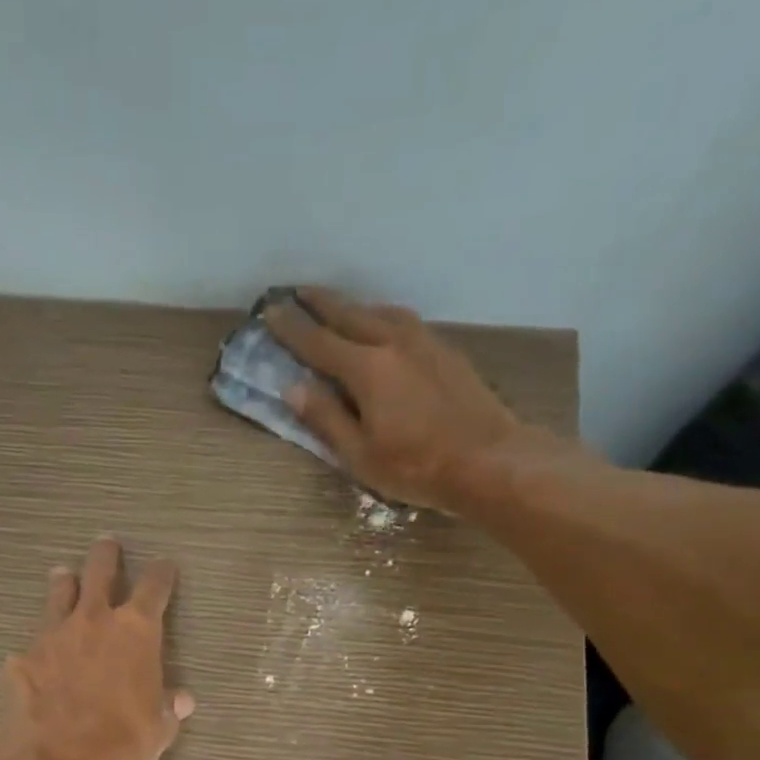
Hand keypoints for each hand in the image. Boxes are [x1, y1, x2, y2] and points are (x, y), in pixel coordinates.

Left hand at [0, 537, 194, 759]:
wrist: (52, 759)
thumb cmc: (118, 742)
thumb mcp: (158, 729)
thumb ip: (169, 707)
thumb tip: (182, 699)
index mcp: (135, 631)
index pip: (154, 587)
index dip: (162, 573)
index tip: (165, 566)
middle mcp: (94, 620)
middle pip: (100, 571)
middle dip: (106, 555)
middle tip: (106, 544)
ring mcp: (53, 634)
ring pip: (60, 592)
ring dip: (65, 582)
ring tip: (64, 575)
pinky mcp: (23, 656)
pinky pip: (34, 639)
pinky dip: (40, 641)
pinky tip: (37, 653)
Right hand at [264, 287, 541, 512]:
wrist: (489, 460)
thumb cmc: (416, 467)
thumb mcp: (359, 455)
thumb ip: (326, 418)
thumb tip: (293, 388)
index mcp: (367, 369)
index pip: (318, 343)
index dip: (292, 328)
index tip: (270, 312)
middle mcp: (394, 344)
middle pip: (350, 315)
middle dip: (321, 303)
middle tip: (297, 292)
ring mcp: (425, 344)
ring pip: (382, 312)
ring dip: (355, 306)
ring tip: (339, 308)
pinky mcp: (446, 352)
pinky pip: (405, 322)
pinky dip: (383, 317)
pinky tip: (383, 327)